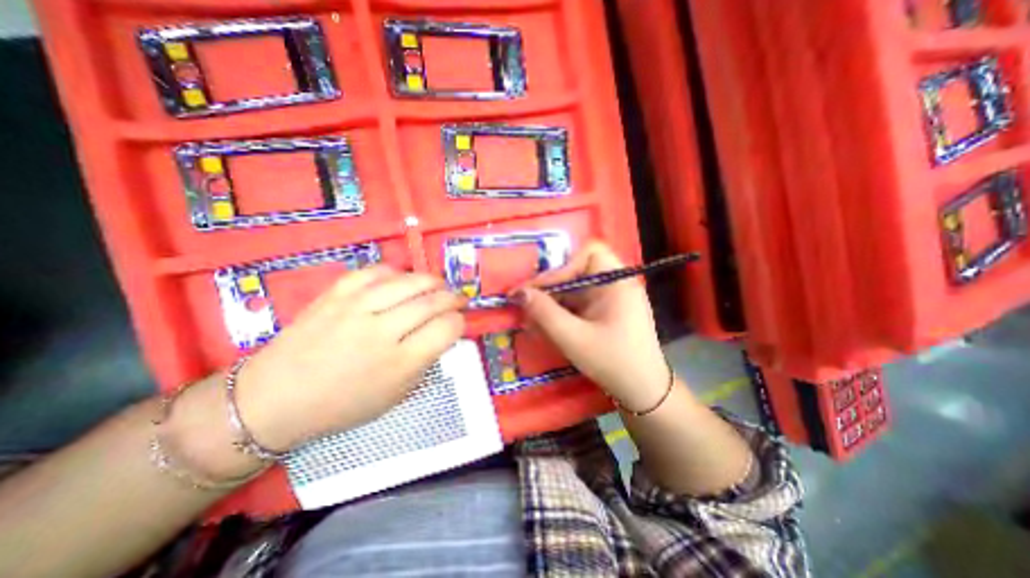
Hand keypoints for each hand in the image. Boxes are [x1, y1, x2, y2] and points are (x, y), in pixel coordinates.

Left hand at [233, 267, 462, 450]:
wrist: (274, 400)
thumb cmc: (342, 406)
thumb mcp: (395, 396)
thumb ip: (424, 363)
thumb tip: (443, 334)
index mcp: (400, 364)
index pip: (446, 328)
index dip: (459, 322)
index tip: (458, 323)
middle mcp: (382, 332)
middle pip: (432, 301)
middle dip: (452, 298)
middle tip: (457, 299)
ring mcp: (356, 309)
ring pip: (408, 282)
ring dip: (431, 281)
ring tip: (437, 285)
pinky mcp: (335, 296)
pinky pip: (374, 272)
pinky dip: (394, 272)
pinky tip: (400, 279)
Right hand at [513, 241, 669, 412]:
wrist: (643, 392)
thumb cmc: (613, 363)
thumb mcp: (574, 338)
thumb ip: (544, 313)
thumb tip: (519, 293)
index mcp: (617, 282)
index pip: (587, 254)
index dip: (560, 267)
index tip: (536, 289)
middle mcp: (616, 284)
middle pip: (578, 270)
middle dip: (551, 285)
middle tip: (528, 301)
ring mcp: (611, 298)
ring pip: (576, 288)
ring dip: (553, 300)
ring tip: (532, 316)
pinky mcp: (606, 311)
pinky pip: (579, 303)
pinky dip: (562, 311)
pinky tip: (548, 325)